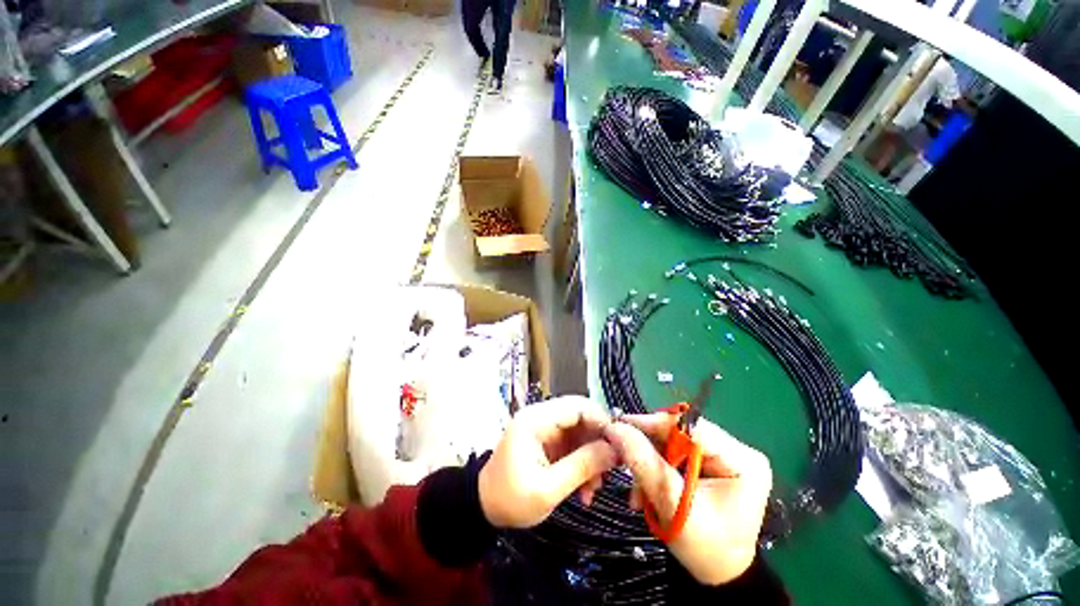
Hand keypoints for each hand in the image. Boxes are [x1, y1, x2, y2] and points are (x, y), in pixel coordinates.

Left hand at [479, 396, 616, 528]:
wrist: (484, 509)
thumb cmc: (511, 499)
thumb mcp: (548, 489)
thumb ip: (582, 466)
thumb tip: (614, 450)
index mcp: (535, 420)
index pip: (576, 406)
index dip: (601, 421)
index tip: (619, 447)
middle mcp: (541, 417)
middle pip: (581, 417)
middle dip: (599, 443)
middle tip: (611, 470)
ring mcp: (545, 429)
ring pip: (580, 432)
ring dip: (592, 457)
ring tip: (595, 488)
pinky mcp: (548, 441)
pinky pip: (573, 445)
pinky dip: (583, 463)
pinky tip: (585, 489)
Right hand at [604, 414, 771, 585]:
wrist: (719, 576)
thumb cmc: (704, 548)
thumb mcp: (671, 504)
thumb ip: (643, 461)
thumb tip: (615, 427)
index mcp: (742, 461)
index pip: (691, 426)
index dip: (653, 423)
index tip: (621, 425)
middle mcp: (737, 451)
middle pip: (681, 433)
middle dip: (650, 448)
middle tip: (623, 460)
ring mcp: (726, 456)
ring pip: (674, 443)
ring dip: (651, 460)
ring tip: (637, 490)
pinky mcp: (714, 463)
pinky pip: (677, 453)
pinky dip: (658, 467)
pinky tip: (648, 488)